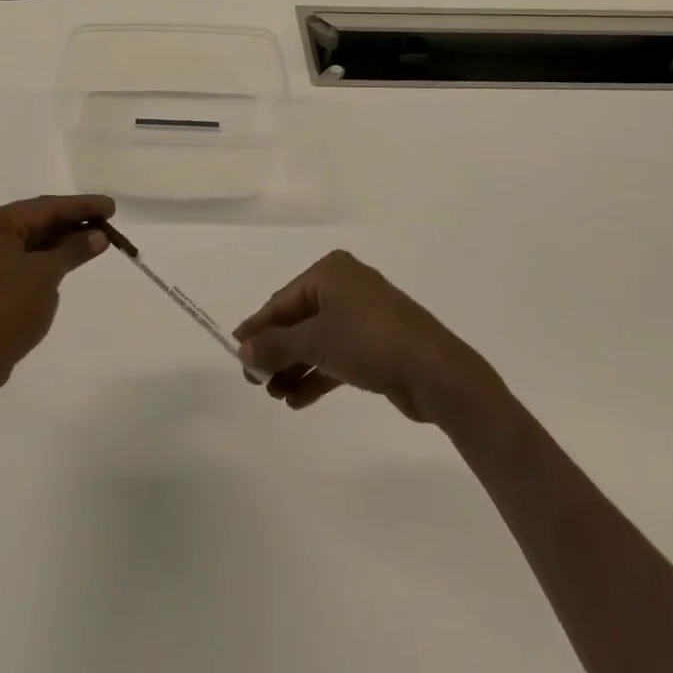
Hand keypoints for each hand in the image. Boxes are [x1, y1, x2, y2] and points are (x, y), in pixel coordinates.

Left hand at [0, 194, 114, 394]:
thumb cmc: (9, 307)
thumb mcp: (47, 274)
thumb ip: (74, 249)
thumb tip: (99, 236)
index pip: (45, 207)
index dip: (81, 206)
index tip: (111, 206)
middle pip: (37, 221)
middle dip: (73, 222)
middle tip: (107, 220)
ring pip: (31, 240)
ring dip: (63, 240)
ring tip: (97, 238)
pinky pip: (24, 258)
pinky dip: (48, 256)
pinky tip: (72, 257)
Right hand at [234, 251, 497, 421]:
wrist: (436, 373)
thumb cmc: (370, 342)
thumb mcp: (316, 341)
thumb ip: (276, 346)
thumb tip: (242, 351)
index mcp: (330, 272)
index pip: (281, 301)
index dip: (257, 328)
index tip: (235, 353)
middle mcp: (345, 287)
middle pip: (298, 321)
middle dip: (277, 352)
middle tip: (255, 382)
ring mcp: (363, 316)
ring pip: (316, 341)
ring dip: (294, 367)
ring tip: (275, 395)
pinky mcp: (376, 345)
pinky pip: (336, 356)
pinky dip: (317, 375)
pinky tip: (297, 400)